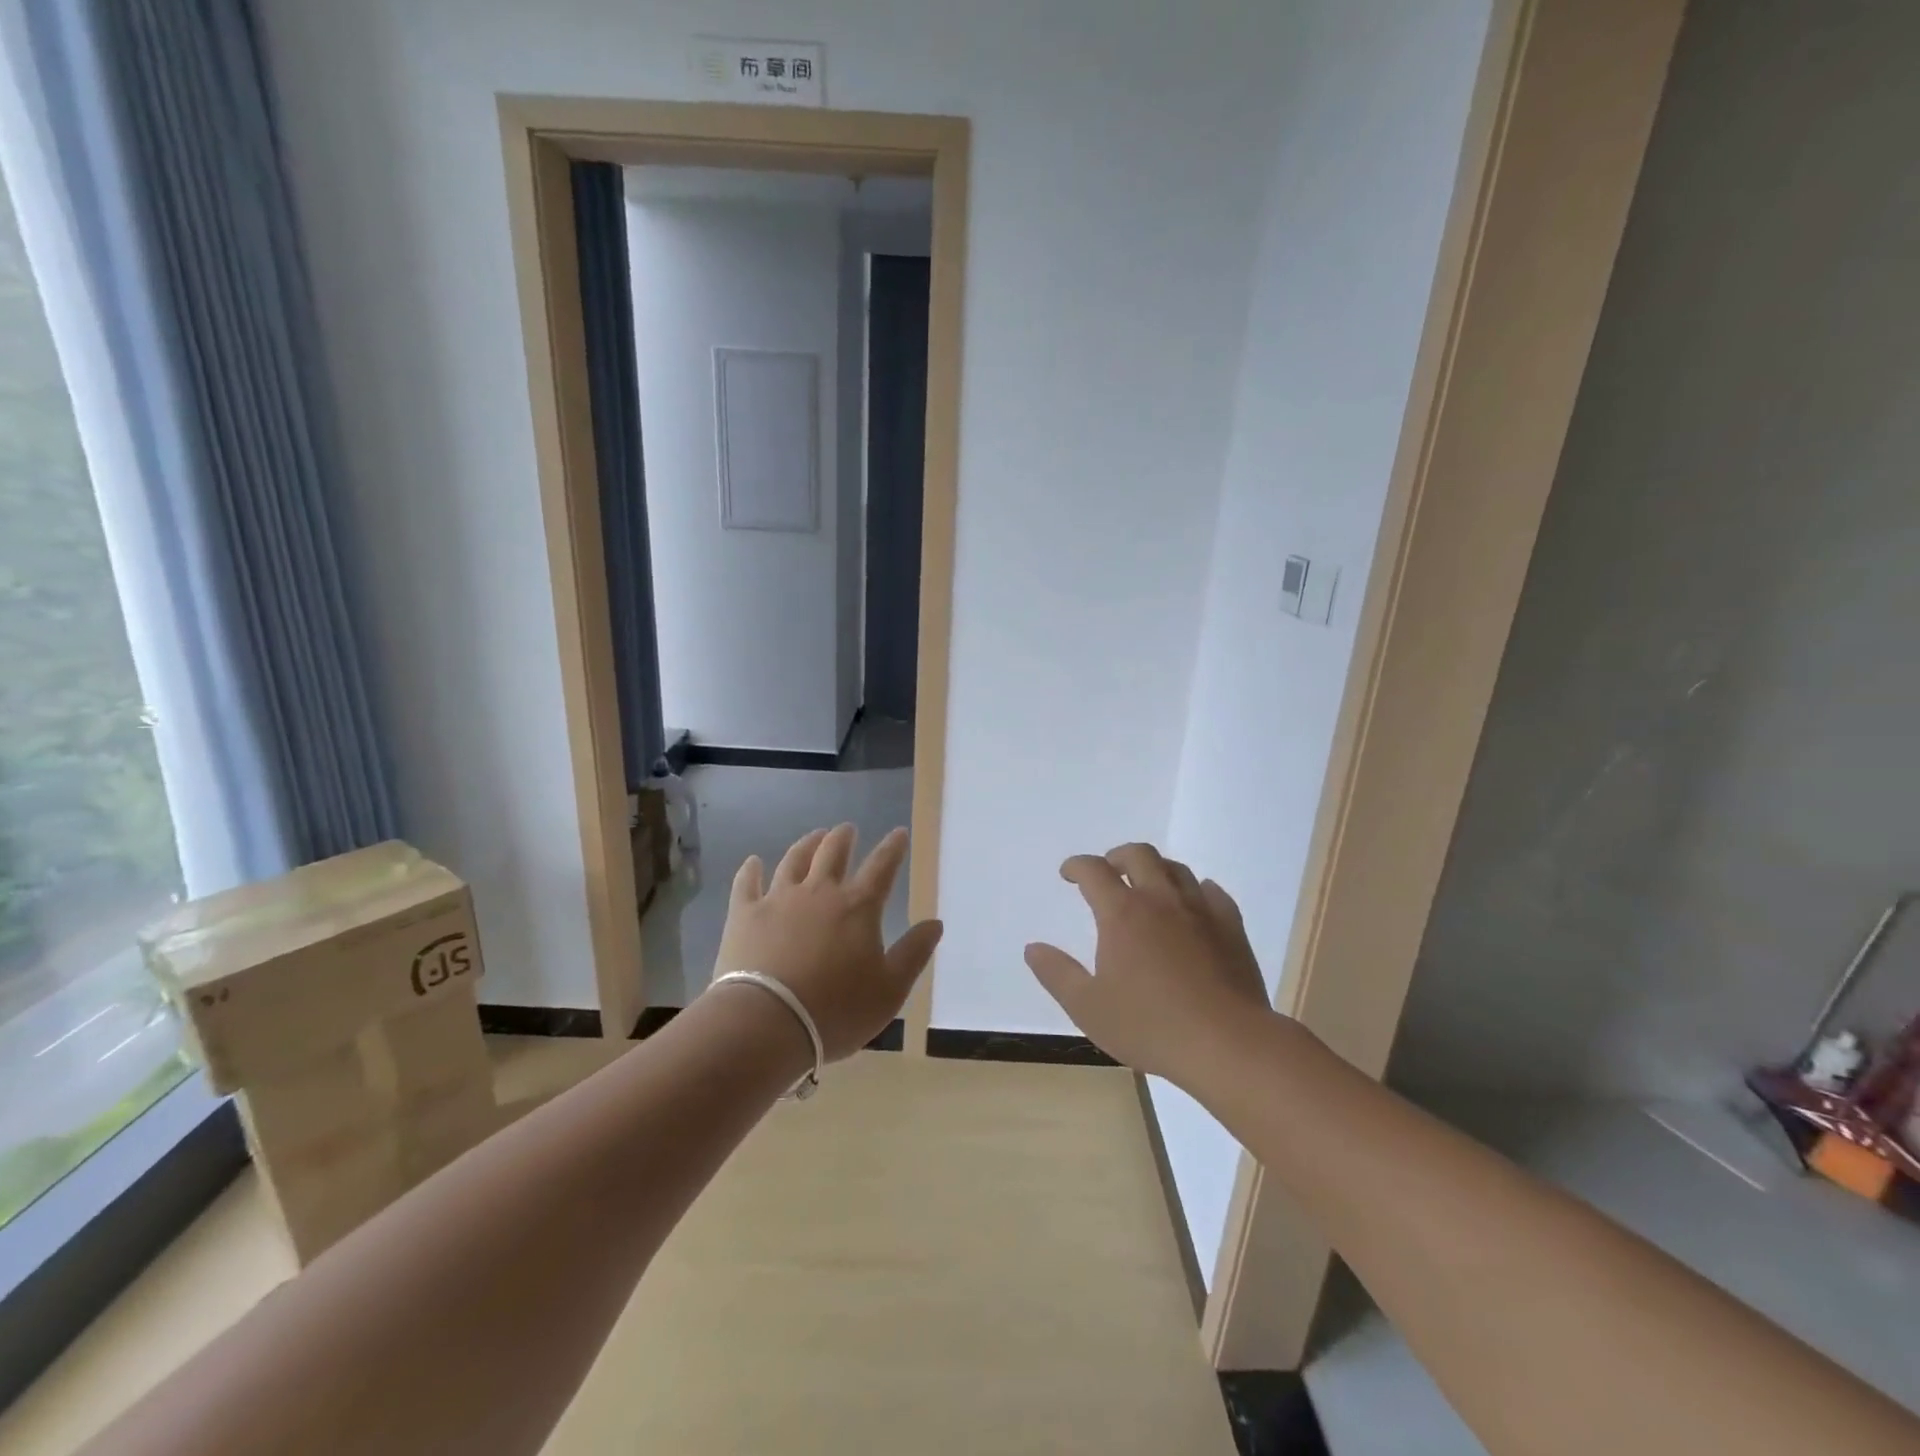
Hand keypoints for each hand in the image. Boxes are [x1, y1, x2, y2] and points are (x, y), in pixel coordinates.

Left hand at [712, 825, 942, 1060]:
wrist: (766, 1023)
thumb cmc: (836, 1010)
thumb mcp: (890, 990)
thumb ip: (914, 953)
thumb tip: (935, 922)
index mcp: (858, 907)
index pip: (881, 866)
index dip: (892, 848)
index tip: (899, 833)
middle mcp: (819, 892)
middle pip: (833, 852)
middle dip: (844, 837)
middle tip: (847, 829)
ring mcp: (778, 899)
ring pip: (794, 860)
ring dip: (807, 844)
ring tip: (814, 836)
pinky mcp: (744, 914)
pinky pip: (747, 883)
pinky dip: (750, 870)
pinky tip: (753, 862)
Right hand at [1024, 843, 1269, 1082]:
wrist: (1227, 1043)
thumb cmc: (1150, 1026)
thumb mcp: (1088, 1007)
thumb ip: (1057, 974)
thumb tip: (1033, 948)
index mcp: (1122, 913)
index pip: (1093, 870)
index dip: (1076, 866)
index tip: (1068, 874)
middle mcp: (1160, 900)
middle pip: (1138, 855)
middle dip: (1117, 856)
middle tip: (1108, 871)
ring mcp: (1200, 910)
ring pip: (1176, 869)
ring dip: (1155, 869)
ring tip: (1147, 887)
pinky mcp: (1231, 926)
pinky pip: (1212, 892)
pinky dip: (1196, 890)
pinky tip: (1193, 903)